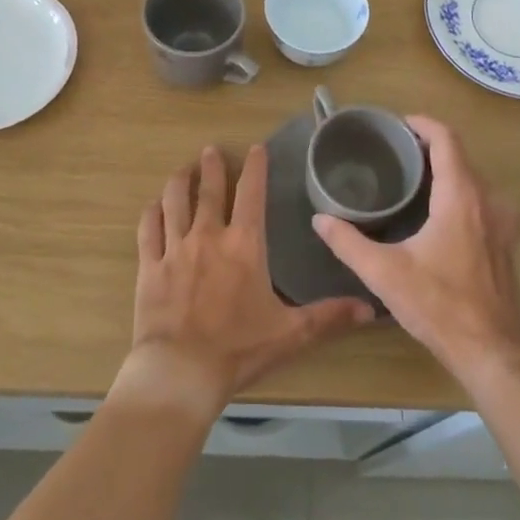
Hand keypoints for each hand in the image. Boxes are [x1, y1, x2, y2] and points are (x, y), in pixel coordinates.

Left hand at [122, 145, 373, 417]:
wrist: (181, 370)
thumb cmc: (239, 349)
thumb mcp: (291, 334)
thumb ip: (329, 316)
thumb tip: (370, 308)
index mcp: (244, 245)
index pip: (251, 194)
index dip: (254, 167)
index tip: (255, 148)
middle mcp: (208, 236)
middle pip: (209, 190)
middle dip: (212, 166)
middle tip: (211, 149)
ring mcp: (175, 249)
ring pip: (175, 201)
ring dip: (180, 181)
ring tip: (183, 169)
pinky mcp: (150, 266)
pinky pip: (149, 229)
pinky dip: (152, 213)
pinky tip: (154, 205)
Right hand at [313, 116, 519, 384]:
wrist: (492, 351)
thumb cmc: (439, 305)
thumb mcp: (385, 273)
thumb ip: (348, 243)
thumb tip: (320, 219)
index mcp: (462, 196)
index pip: (447, 139)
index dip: (423, 124)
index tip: (398, 124)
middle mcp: (489, 199)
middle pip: (460, 156)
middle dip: (430, 147)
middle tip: (395, 153)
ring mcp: (504, 221)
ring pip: (474, 179)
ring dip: (447, 171)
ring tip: (413, 179)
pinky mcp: (507, 241)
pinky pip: (484, 200)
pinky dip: (461, 192)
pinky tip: (438, 213)